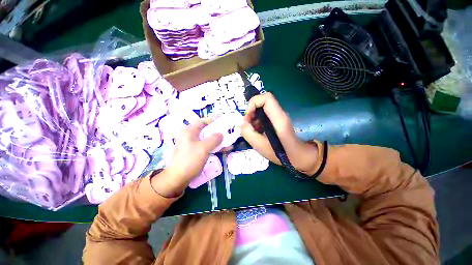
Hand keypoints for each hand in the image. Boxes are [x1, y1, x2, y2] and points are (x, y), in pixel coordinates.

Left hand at [151, 118, 222, 196]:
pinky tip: (224, 149)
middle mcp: (190, 136)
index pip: (202, 121)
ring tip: (229, 139)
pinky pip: (207, 146)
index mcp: (189, 131)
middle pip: (206, 130)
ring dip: (218, 139)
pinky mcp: (195, 152)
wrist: (178, 178)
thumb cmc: (190, 160)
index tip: (222, 117)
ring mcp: (192, 144)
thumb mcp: (204, 148)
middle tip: (227, 129)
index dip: (212, 119)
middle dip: (217, 130)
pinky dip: (215, 146)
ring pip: (207, 138)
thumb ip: (214, 139)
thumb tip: (221, 134)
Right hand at [241, 92, 318, 175]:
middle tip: (249, 125)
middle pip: (262, 102)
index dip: (254, 103)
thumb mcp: (260, 146)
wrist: (297, 156)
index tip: (248, 117)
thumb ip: (248, 133)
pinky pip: (264, 115)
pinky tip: (258, 131)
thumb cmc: (281, 153)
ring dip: (253, 118)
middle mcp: (280, 114)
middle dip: (251, 112)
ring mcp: (279, 116)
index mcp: (278, 118)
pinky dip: (257, 121)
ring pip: (262, 109)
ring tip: (253, 130)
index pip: (266, 98)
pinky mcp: (276, 120)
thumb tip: (244, 123)